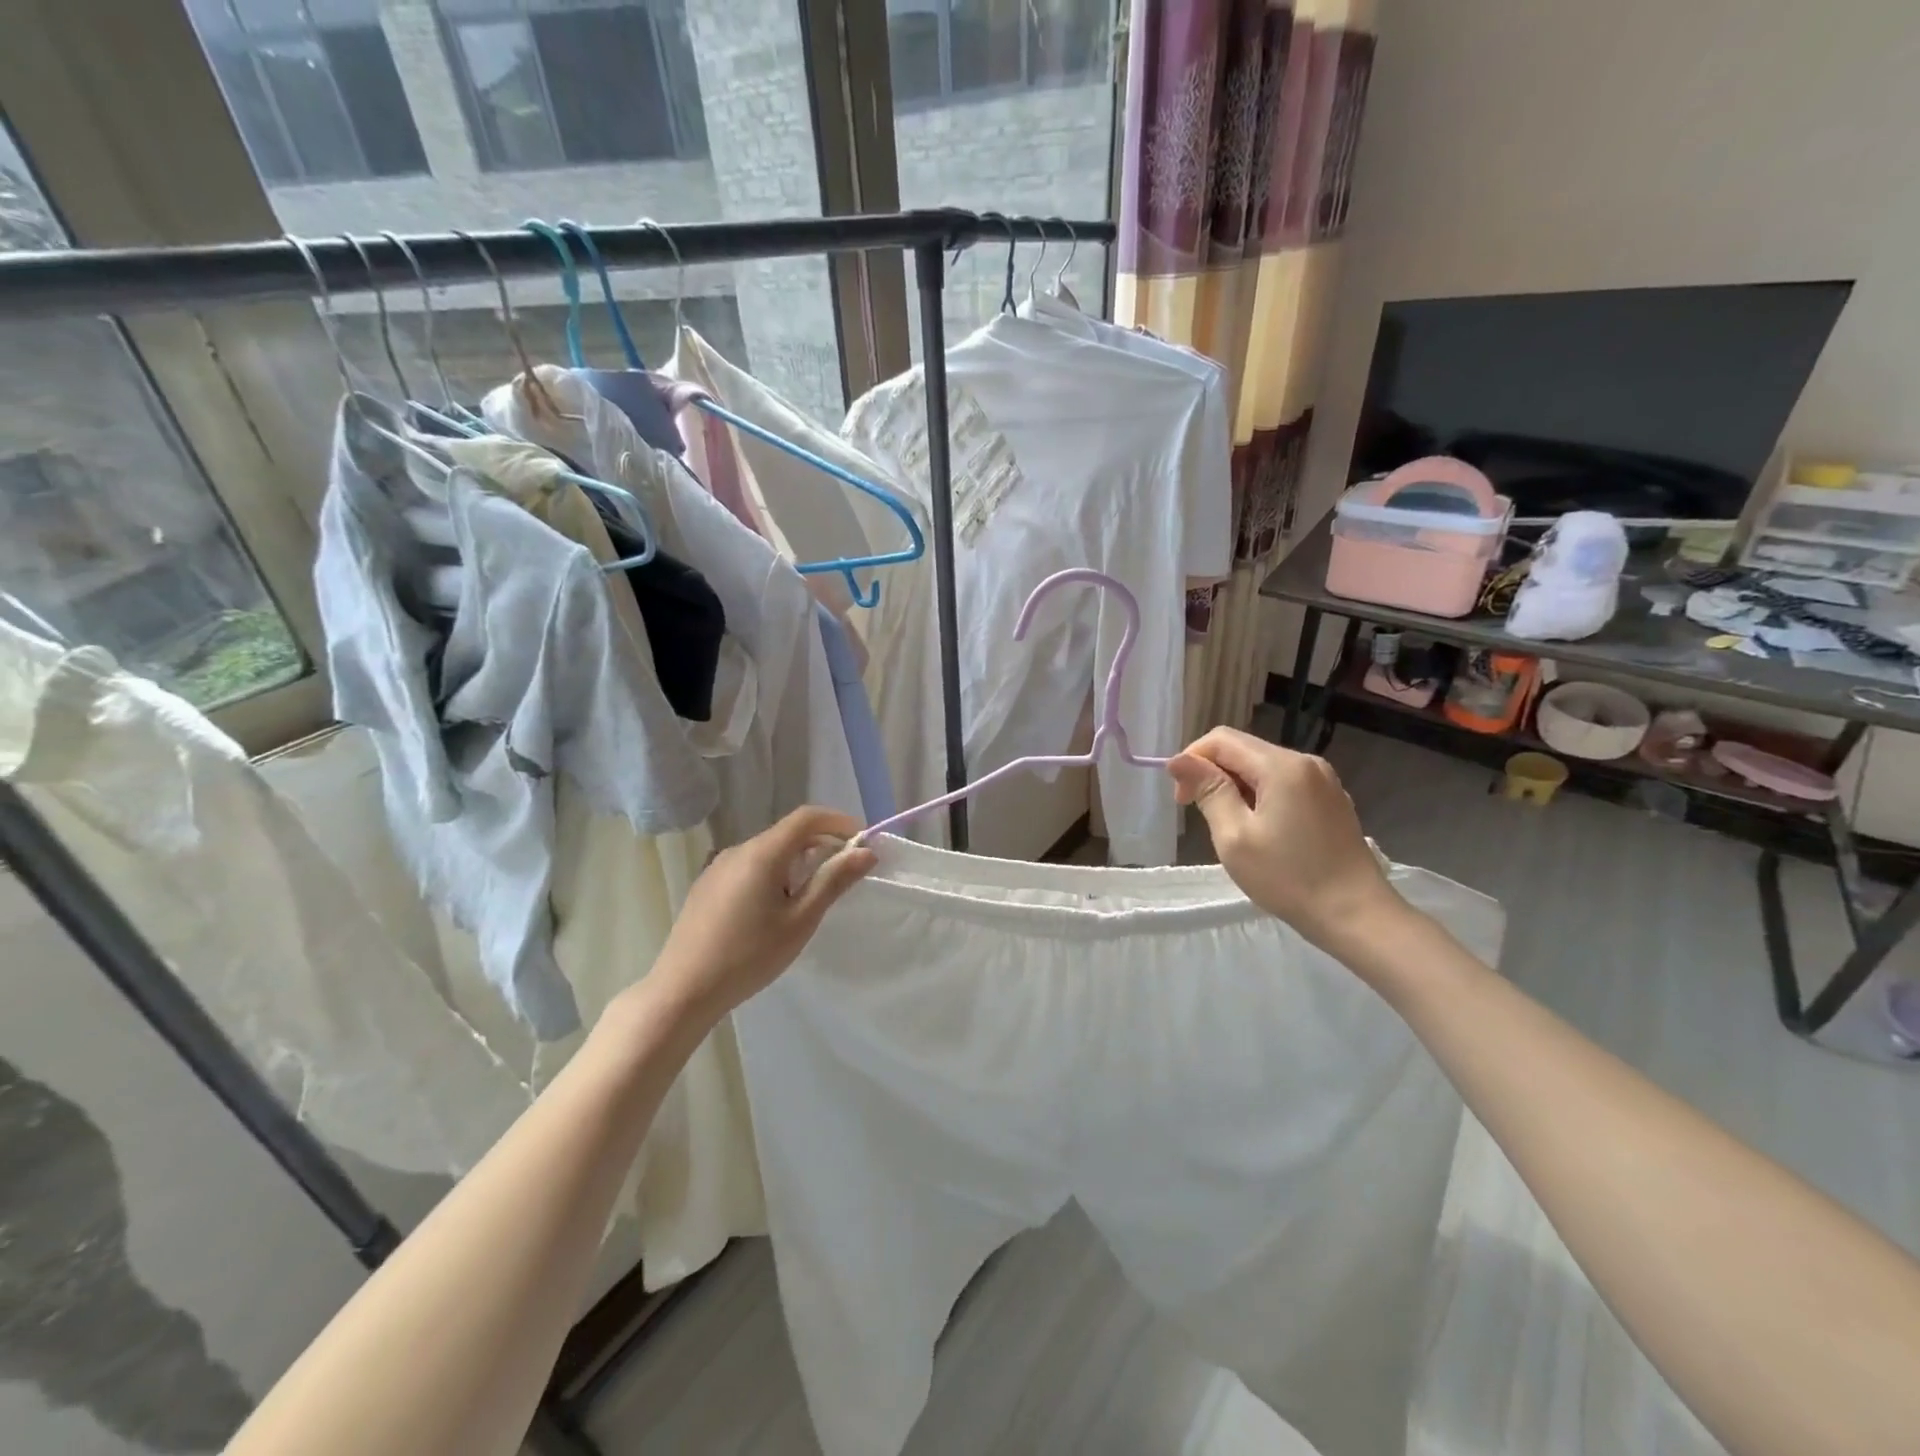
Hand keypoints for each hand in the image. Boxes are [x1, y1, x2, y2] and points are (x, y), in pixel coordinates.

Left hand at [649, 807, 876, 1021]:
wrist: (682, 990)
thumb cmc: (749, 956)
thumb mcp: (800, 920)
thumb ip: (833, 881)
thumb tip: (865, 852)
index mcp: (763, 853)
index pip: (806, 817)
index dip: (838, 821)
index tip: (862, 841)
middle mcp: (738, 849)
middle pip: (788, 833)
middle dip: (821, 843)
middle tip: (845, 872)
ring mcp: (718, 866)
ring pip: (768, 850)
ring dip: (797, 860)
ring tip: (812, 895)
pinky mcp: (707, 885)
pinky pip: (749, 866)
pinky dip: (774, 872)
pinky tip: (775, 907)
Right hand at [1168, 727, 1401, 954]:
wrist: (1356, 914)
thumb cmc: (1289, 878)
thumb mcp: (1234, 836)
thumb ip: (1208, 791)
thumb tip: (1178, 760)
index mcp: (1282, 766)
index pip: (1222, 739)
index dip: (1192, 759)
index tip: (1181, 798)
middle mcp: (1305, 762)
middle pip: (1244, 749)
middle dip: (1212, 772)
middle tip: (1197, 812)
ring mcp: (1323, 780)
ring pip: (1263, 766)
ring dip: (1235, 785)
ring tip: (1229, 825)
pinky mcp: (1331, 799)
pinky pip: (1284, 782)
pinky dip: (1261, 794)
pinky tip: (1260, 828)